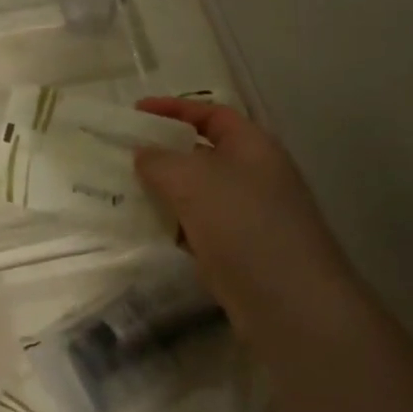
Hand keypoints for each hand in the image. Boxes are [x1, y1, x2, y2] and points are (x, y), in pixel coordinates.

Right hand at [134, 97, 358, 333]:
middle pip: (203, 153)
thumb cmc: (242, 224)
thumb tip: (143, 154)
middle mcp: (255, 175)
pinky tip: (144, 229)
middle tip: (122, 155)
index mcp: (253, 146)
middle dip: (163, 152)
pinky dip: (172, 224)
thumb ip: (158, 160)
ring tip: (122, 191)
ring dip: (163, 191)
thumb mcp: (191, 180)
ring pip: (197, 193)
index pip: (211, 114)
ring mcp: (249, 216)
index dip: (173, 108)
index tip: (134, 112)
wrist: (290, 303)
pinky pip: (197, 226)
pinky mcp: (239, 251)